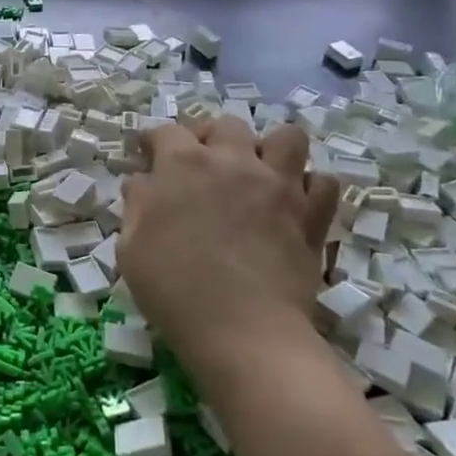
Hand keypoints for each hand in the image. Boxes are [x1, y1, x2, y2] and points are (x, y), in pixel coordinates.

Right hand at [119, 118, 339, 387]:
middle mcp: (233, 160)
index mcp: (183, 164)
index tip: (147, 153)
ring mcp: (279, 184)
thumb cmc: (174, 289)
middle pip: (225, 124)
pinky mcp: (312, 213)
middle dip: (210, 136)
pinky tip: (293, 203)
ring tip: (257, 172)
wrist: (243, 330)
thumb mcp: (131, 247)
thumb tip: (144, 182)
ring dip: (269, 149)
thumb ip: (138, 204)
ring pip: (286, 137)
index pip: (166, 131)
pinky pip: (324, 182)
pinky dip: (309, 187)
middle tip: (202, 164)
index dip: (153, 141)